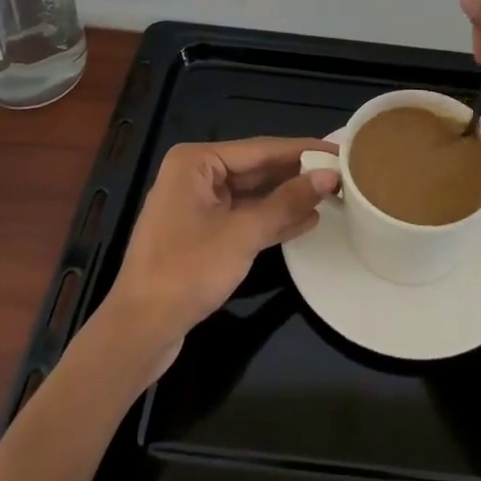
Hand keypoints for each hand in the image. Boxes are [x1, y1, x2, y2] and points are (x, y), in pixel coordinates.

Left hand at [96, 138, 339, 374]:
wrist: (139, 331)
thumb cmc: (187, 271)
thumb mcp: (242, 234)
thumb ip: (287, 203)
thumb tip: (329, 176)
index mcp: (196, 162)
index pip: (261, 148)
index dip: (302, 150)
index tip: (339, 149)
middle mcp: (194, 175)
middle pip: (256, 169)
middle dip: (297, 174)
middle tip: (341, 173)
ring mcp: (197, 206)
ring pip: (252, 195)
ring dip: (288, 198)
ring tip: (332, 195)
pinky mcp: (201, 235)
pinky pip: (244, 217)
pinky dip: (271, 219)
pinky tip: (306, 220)